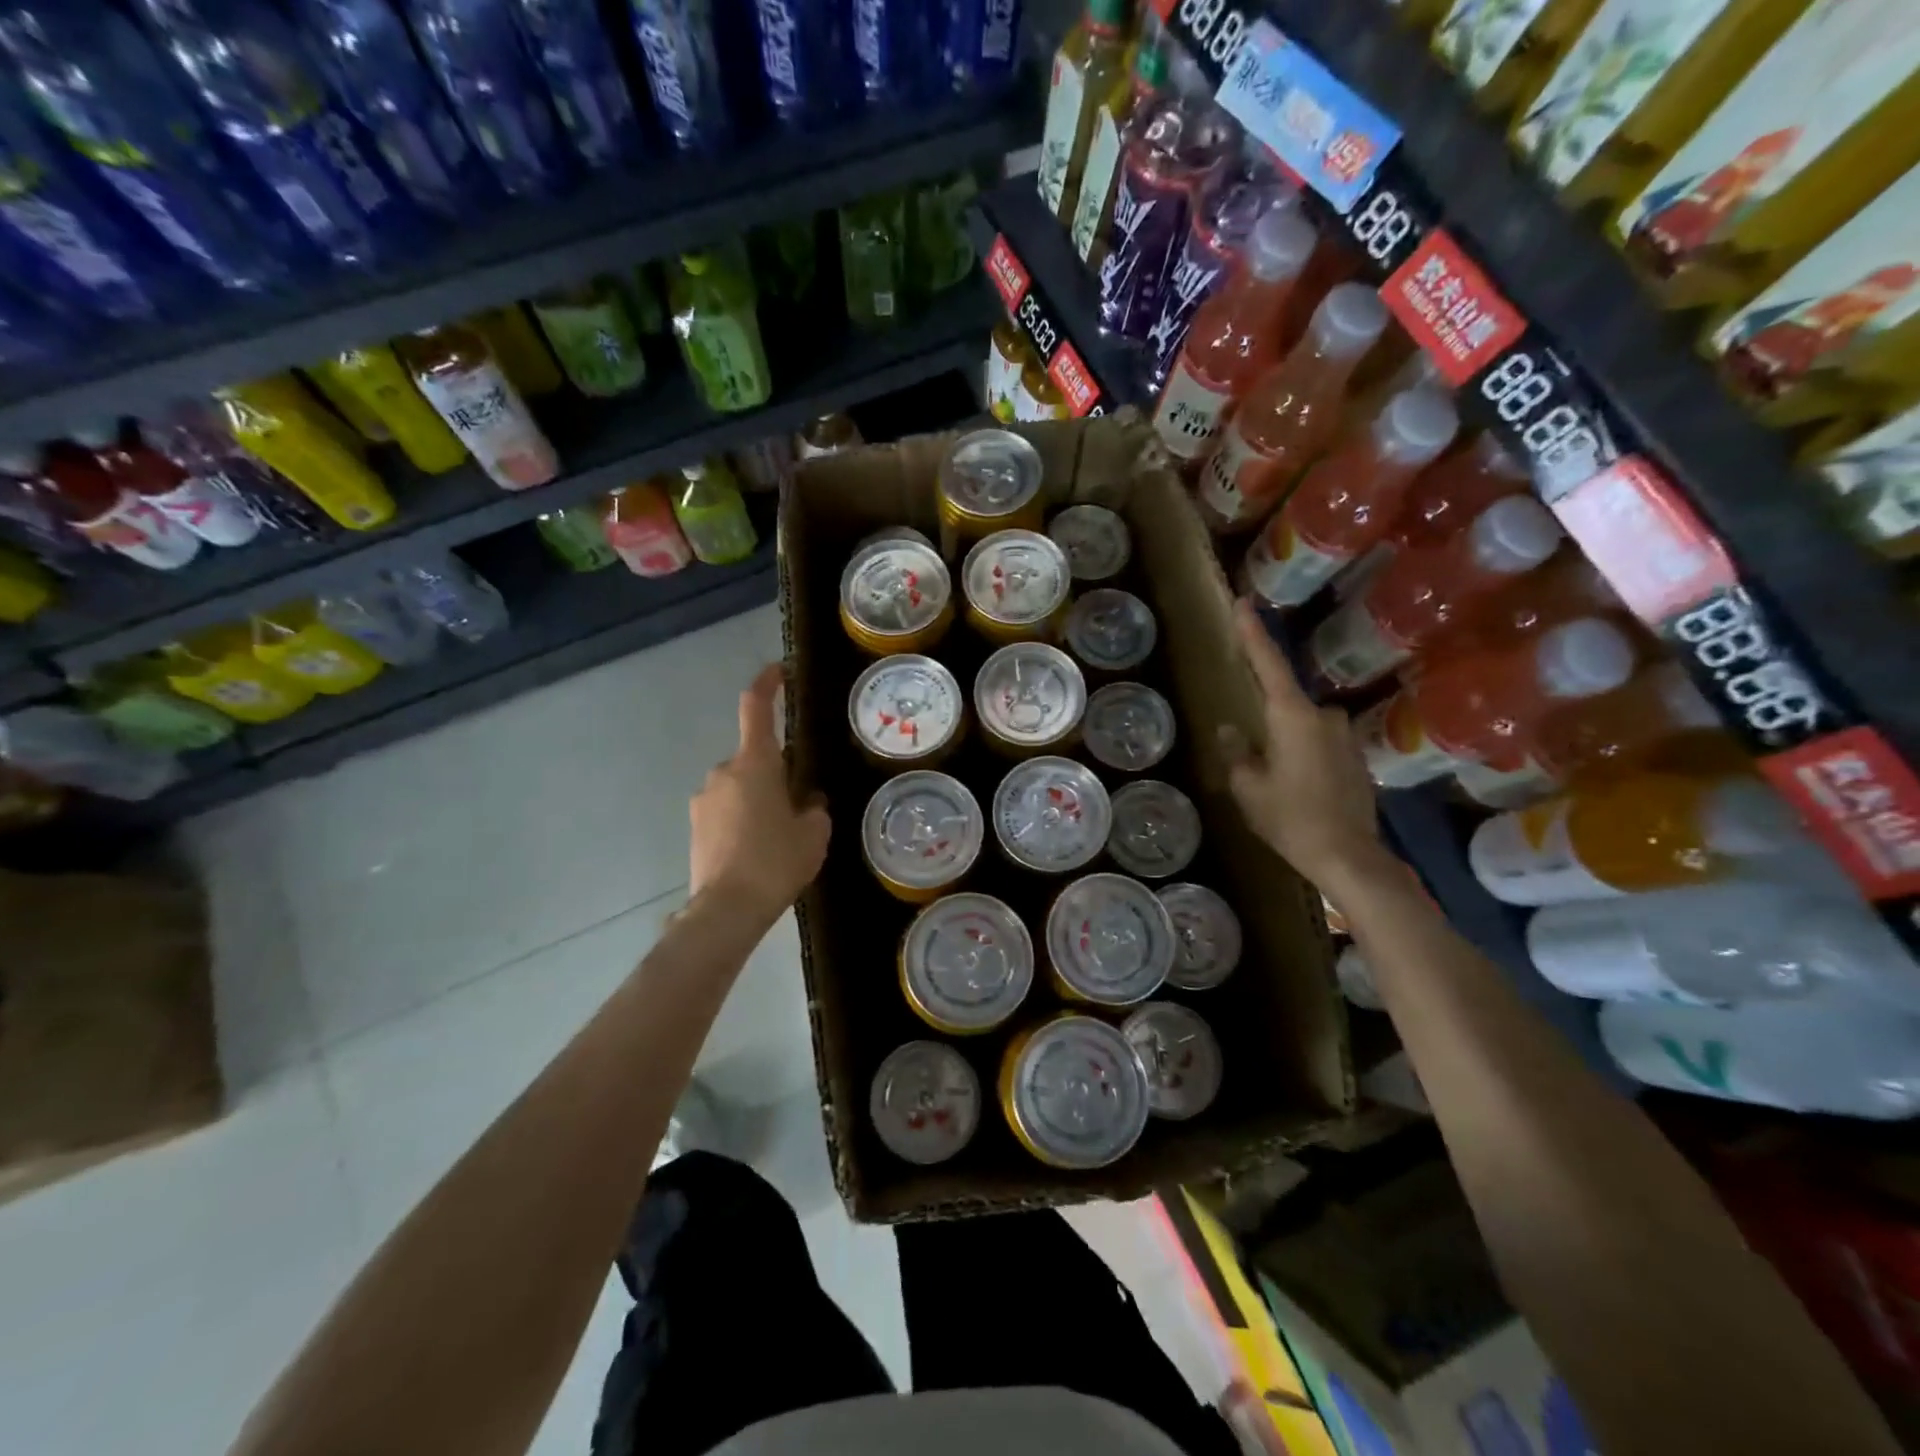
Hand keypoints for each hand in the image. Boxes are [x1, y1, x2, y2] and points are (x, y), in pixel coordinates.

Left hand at [689, 664, 829, 923]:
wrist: (726, 909)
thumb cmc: (776, 862)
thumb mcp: (813, 833)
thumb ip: (813, 808)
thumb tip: (806, 801)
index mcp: (755, 764)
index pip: (756, 708)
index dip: (767, 684)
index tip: (778, 671)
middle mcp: (723, 772)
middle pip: (754, 758)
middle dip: (775, 773)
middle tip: (798, 805)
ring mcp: (704, 799)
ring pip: (739, 787)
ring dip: (757, 799)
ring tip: (778, 838)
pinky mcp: (695, 826)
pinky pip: (725, 810)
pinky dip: (742, 820)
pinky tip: (756, 852)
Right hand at [1223, 600, 1394, 893]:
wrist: (1348, 856)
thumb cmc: (1290, 818)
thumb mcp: (1248, 788)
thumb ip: (1237, 753)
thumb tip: (1232, 730)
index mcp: (1293, 716)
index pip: (1268, 663)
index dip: (1253, 633)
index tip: (1242, 602)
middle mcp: (1323, 716)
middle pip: (1286, 702)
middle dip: (1267, 719)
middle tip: (1252, 751)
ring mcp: (1344, 736)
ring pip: (1303, 726)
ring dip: (1286, 742)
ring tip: (1275, 780)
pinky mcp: (1355, 758)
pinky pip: (1319, 744)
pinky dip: (1304, 756)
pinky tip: (1298, 788)